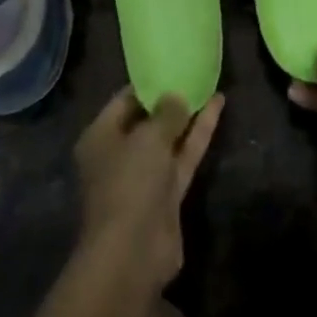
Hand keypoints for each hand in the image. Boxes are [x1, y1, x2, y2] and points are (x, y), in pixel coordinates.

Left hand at [75, 88, 224, 288]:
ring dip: (188, 116)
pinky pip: (184, 156)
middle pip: (147, 119)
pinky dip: (198, 135)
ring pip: (169, 138)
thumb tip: (176, 96)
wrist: (134, 252)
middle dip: (170, 99)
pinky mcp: (167, 194)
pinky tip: (217, 110)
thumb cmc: (129, 183)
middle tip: (194, 73)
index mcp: (100, 136)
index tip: (171, 65)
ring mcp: (144, 175)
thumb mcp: (148, 137)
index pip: (124, 100)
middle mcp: (119, 153)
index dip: (148, 83)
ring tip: (211, 85)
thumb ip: (166, 112)